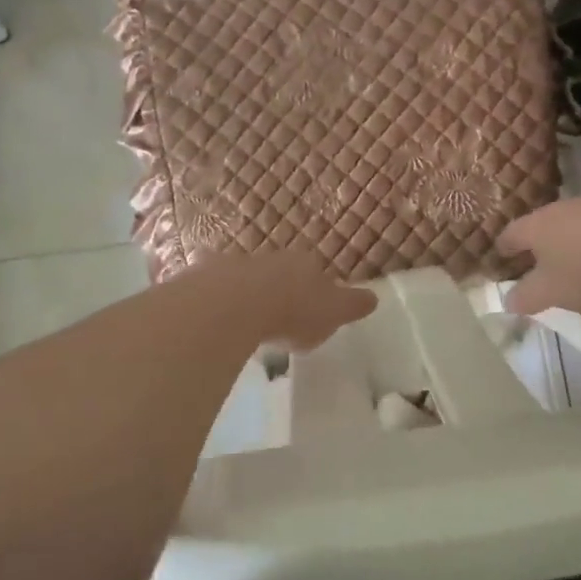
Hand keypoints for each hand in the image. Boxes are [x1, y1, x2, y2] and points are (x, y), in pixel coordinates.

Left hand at [198, 251, 377, 350]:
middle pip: (281, 272)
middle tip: (283, 314)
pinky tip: (219, 318)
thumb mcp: (333, 313)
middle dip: (282, 289)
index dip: (317, 291)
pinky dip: (219, 300)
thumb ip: (352, 305)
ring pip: (248, 278)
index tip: (315, 309)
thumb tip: (374, 297)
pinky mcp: (206, 277)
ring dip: (250, 295)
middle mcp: (273, 258)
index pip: (317, 273)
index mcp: (306, 265)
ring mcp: (237, 265)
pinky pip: (216, 288)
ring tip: (250, 321)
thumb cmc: (293, 310)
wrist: (235, 303)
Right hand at [497, 193, 580, 315]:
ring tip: (580, 262)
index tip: (500, 260)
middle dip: (539, 245)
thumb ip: (527, 297)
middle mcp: (559, 210)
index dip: (503, 250)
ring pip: (574, 224)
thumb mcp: (553, 292)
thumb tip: (507, 301)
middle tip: (540, 264)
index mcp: (535, 228)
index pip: (509, 236)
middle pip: (541, 226)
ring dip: (573, 242)